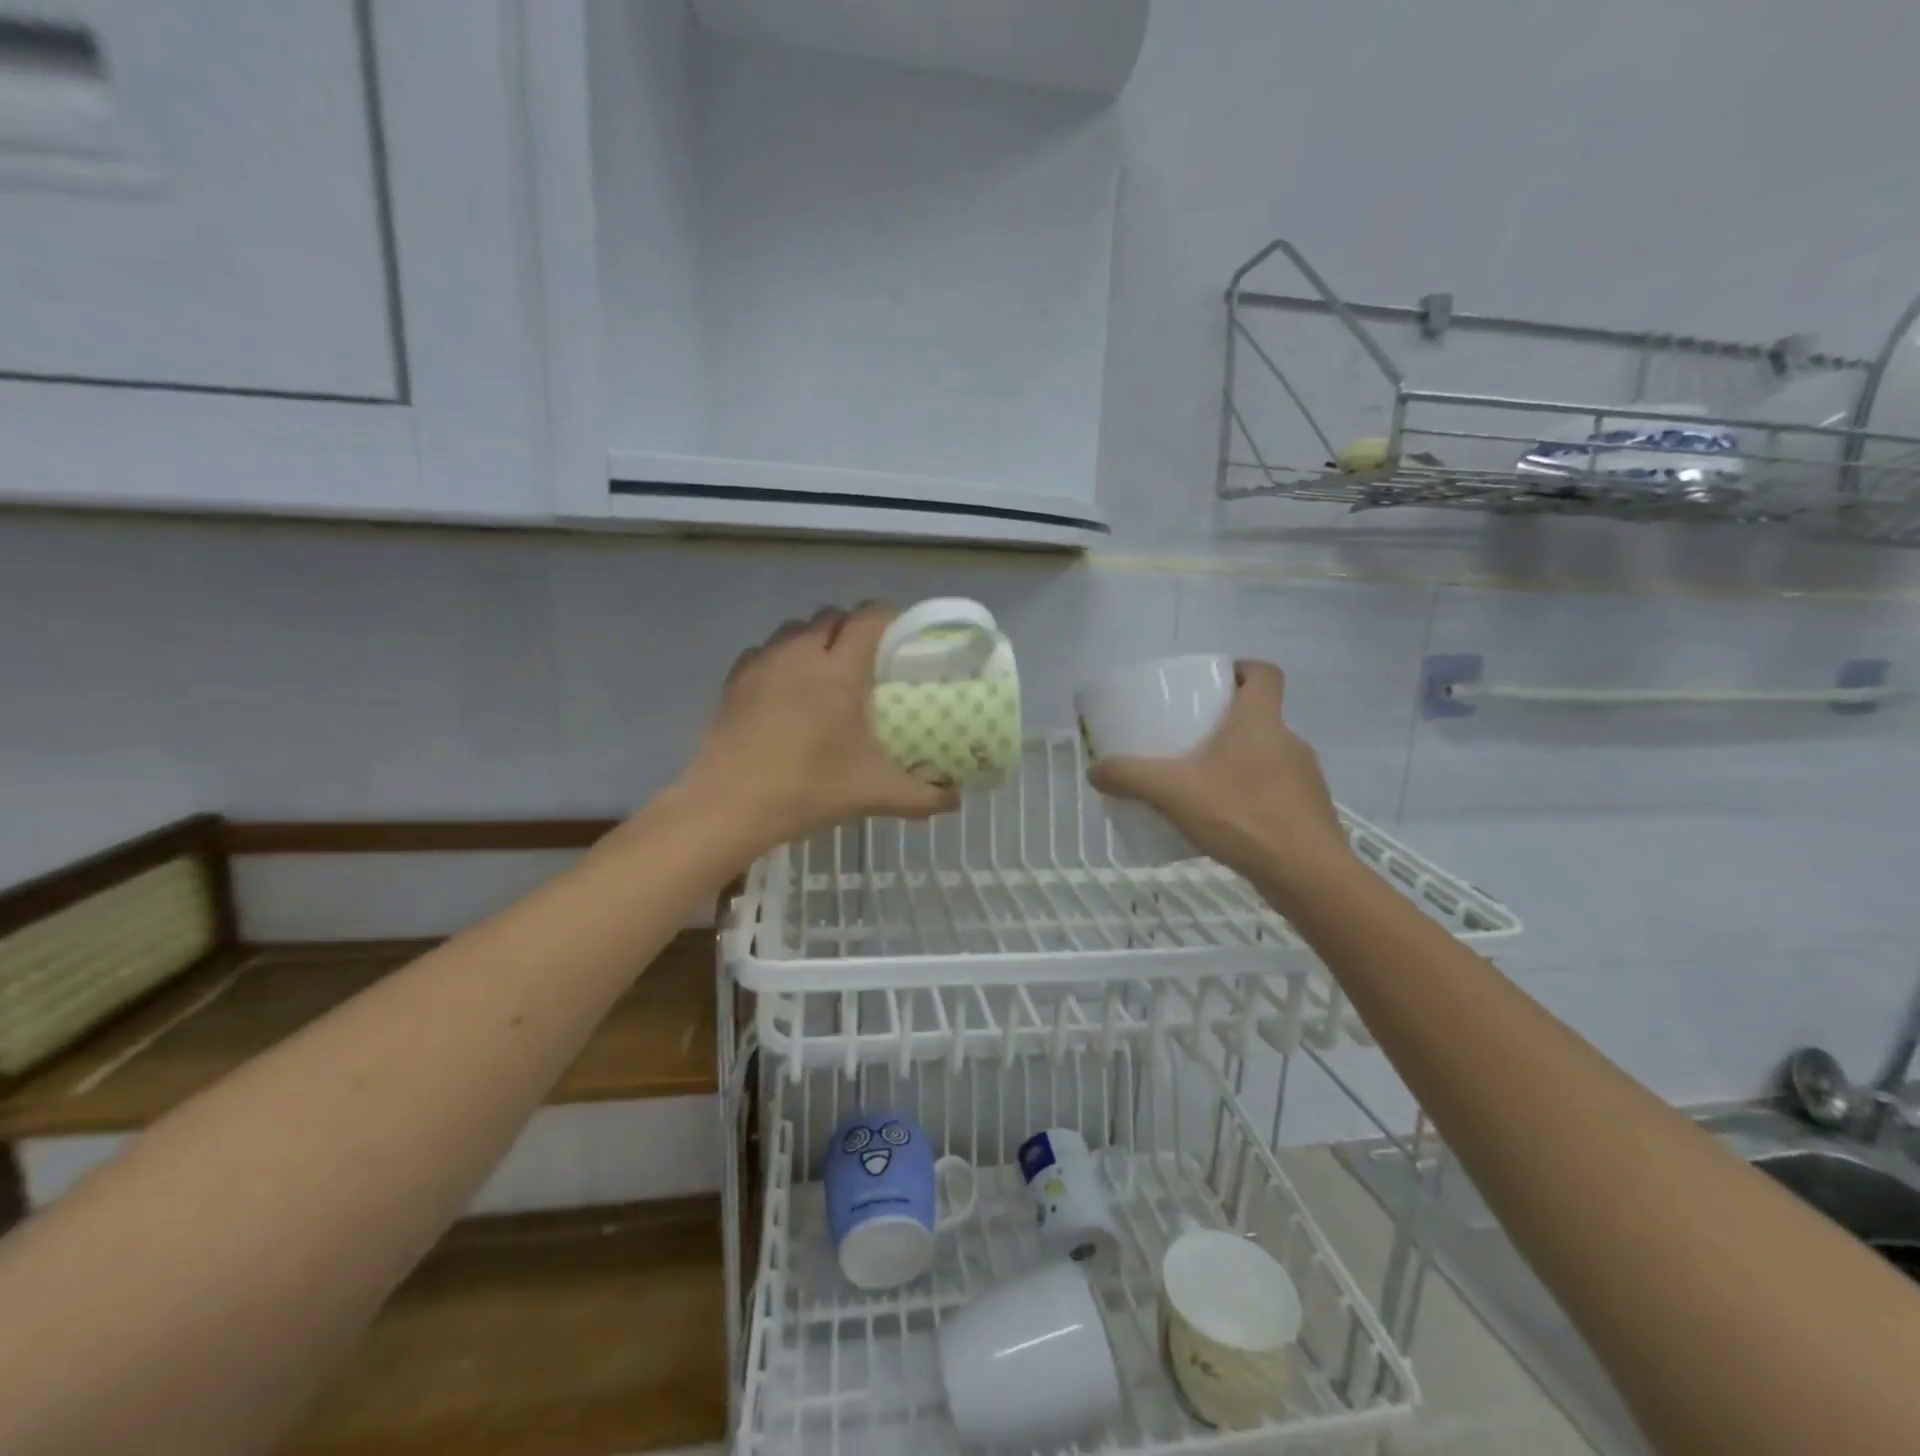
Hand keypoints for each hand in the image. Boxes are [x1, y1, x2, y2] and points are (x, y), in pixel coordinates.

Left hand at [681, 603, 958, 851]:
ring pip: (796, 628)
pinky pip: (766, 650)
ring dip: (816, 639)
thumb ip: (923, 796)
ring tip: (826, 672)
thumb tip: (956, 798)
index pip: (869, 617)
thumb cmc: (808, 789)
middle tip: (867, 661)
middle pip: (832, 616)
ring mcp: (764, 662)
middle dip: (852, 629)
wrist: (729, 805)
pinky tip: (786, 690)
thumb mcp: (875, 794)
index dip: (889, 617)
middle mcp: (801, 652)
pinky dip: (782, 658)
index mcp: (840, 670)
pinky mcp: (736, 679)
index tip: (901, 637)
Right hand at [1087, 660, 1348, 886]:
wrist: (1306, 874)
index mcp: (1260, 721)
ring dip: (1239, 761)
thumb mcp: (1173, 792)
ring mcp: (1305, 777)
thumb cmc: (1241, 815)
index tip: (1215, 682)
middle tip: (1191, 737)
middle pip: (1260, 716)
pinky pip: (1277, 789)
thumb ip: (1130, 777)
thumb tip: (1095, 771)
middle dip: (1227, 722)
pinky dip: (1253, 794)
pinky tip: (1227, 819)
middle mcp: (1289, 740)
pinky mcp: (1310, 810)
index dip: (1241, 669)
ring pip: (1268, 755)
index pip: (1264, 674)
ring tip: (1204, 783)